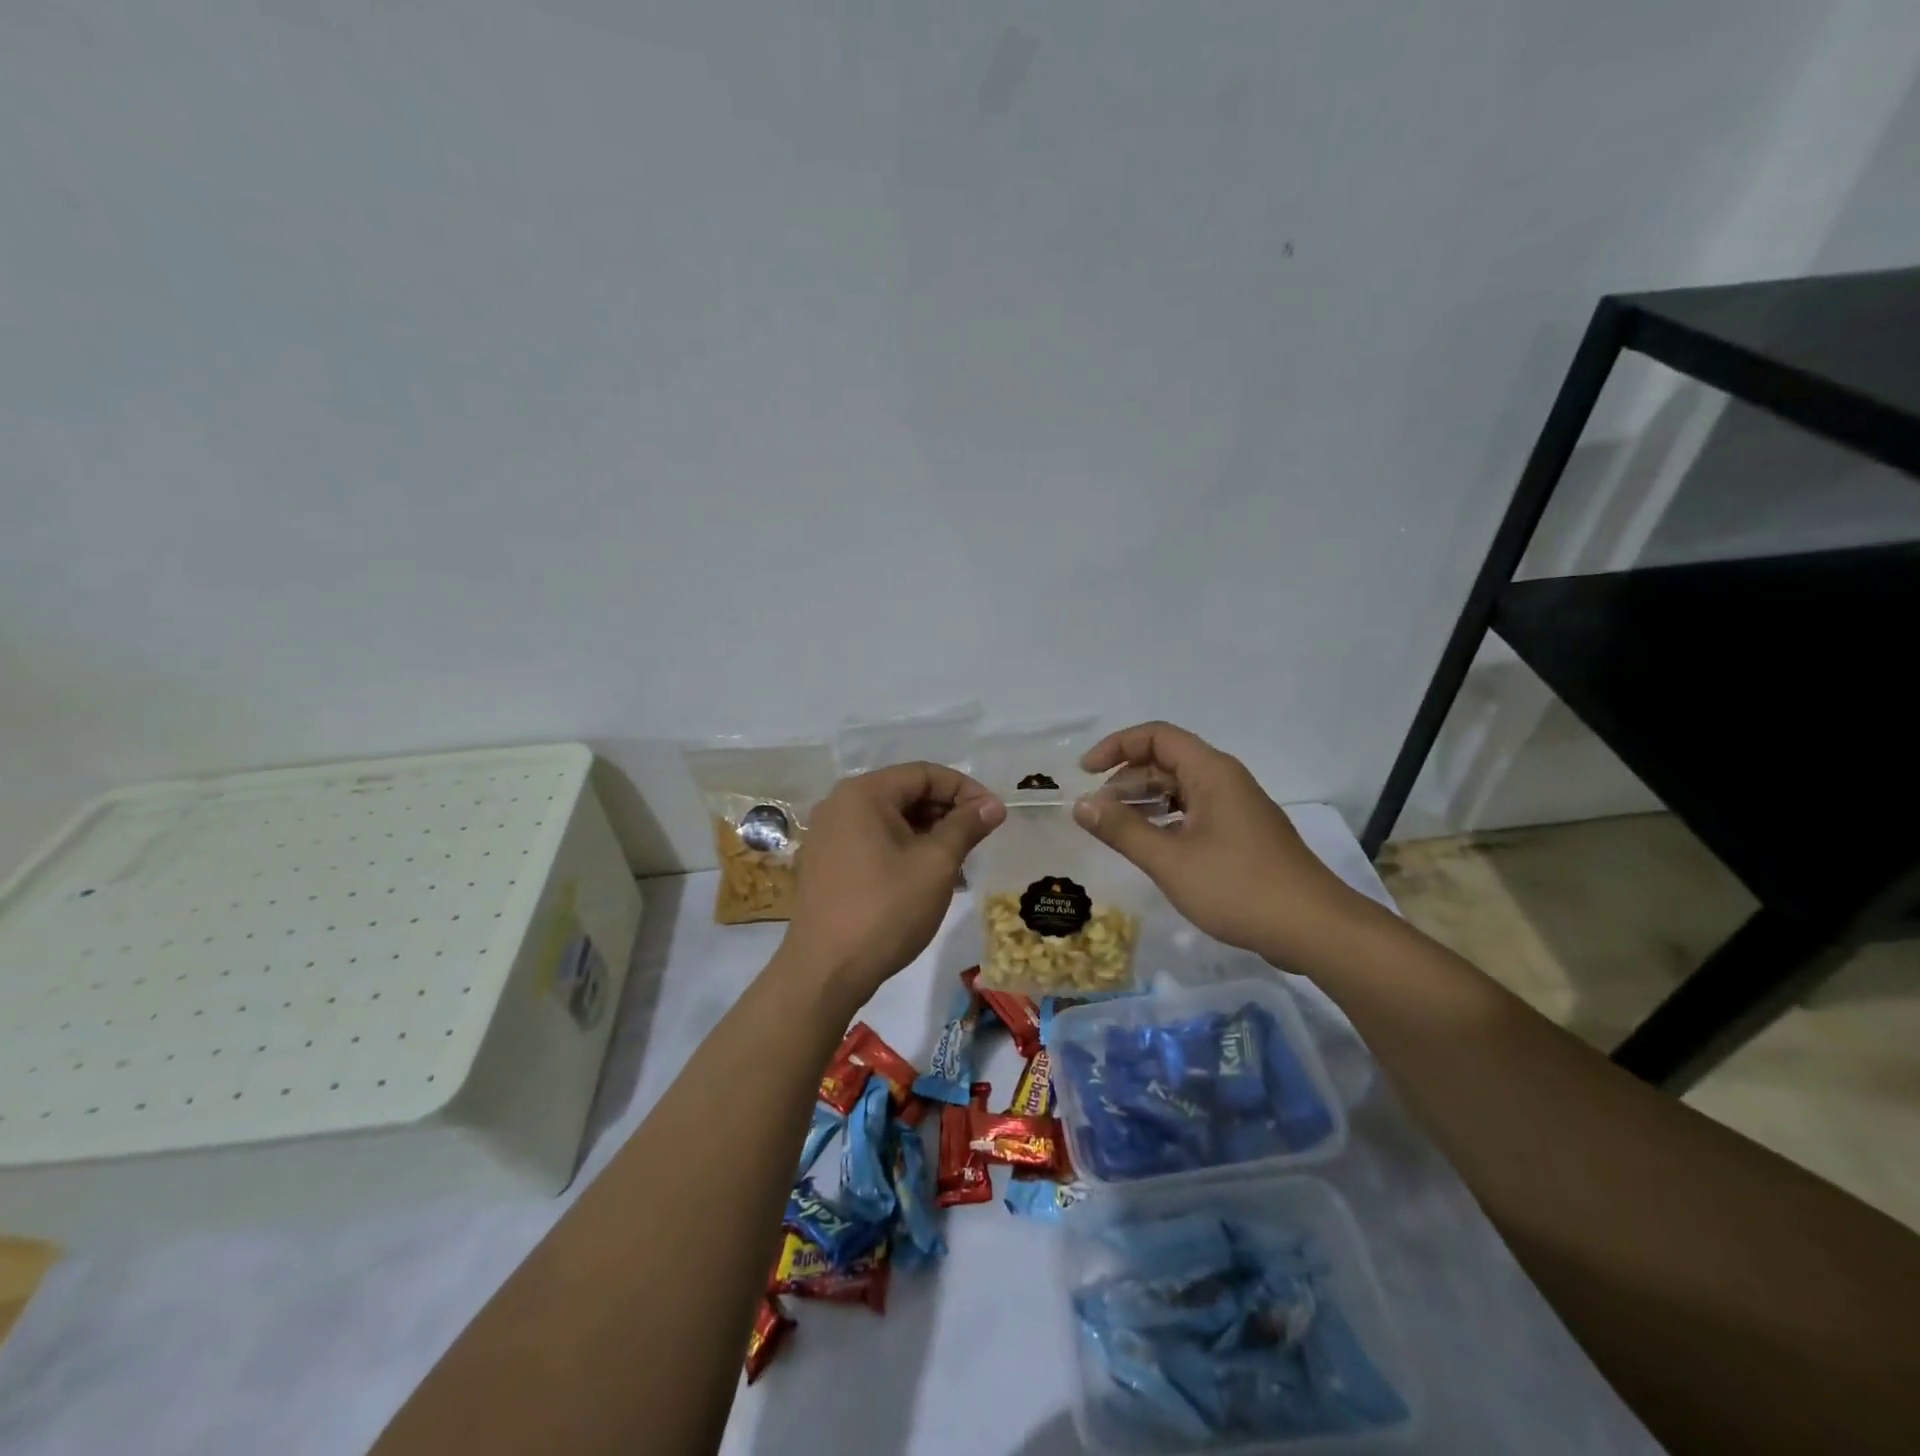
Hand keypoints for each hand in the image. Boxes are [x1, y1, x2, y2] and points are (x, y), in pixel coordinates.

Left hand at [779, 762, 1005, 1011]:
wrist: (825, 972)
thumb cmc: (885, 910)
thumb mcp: (935, 864)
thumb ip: (966, 826)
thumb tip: (993, 804)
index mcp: (863, 794)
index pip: (924, 773)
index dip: (964, 789)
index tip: (993, 816)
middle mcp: (840, 805)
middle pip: (905, 793)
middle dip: (946, 812)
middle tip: (978, 842)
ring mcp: (828, 835)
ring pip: (891, 820)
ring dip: (928, 834)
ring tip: (958, 864)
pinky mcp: (826, 864)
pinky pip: (873, 842)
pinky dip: (903, 850)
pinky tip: (927, 878)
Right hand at [1073, 722, 1367, 969]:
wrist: (1314, 929)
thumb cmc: (1238, 888)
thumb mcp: (1170, 860)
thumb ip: (1122, 829)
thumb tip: (1081, 804)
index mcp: (1211, 772)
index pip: (1156, 736)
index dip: (1116, 746)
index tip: (1086, 773)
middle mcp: (1225, 781)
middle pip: (1167, 761)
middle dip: (1126, 779)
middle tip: (1097, 812)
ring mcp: (1236, 808)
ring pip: (1180, 789)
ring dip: (1144, 802)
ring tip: (1116, 830)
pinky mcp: (1241, 835)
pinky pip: (1194, 812)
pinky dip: (1165, 820)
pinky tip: (1151, 847)